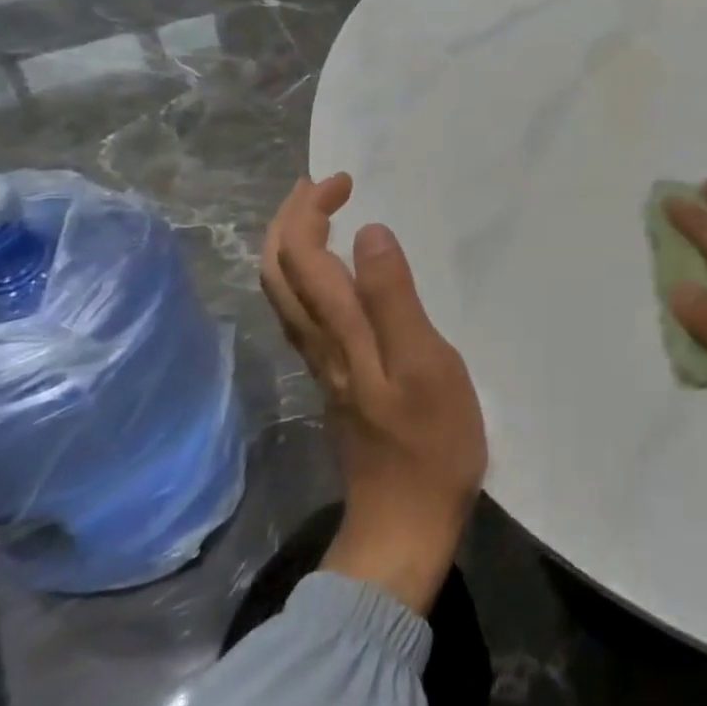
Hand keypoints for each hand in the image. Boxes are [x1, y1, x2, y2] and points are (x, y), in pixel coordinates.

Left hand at [260, 173, 486, 612]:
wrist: (404, 524)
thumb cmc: (429, 442)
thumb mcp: (426, 364)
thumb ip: (393, 298)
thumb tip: (368, 233)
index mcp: (339, 332)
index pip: (300, 255)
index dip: (310, 209)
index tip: (345, 181)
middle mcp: (319, 342)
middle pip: (276, 272)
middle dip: (289, 219)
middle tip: (322, 186)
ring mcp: (323, 364)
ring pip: (284, 294)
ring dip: (294, 245)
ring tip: (324, 216)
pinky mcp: (336, 380)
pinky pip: (304, 313)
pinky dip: (308, 275)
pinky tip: (337, 274)